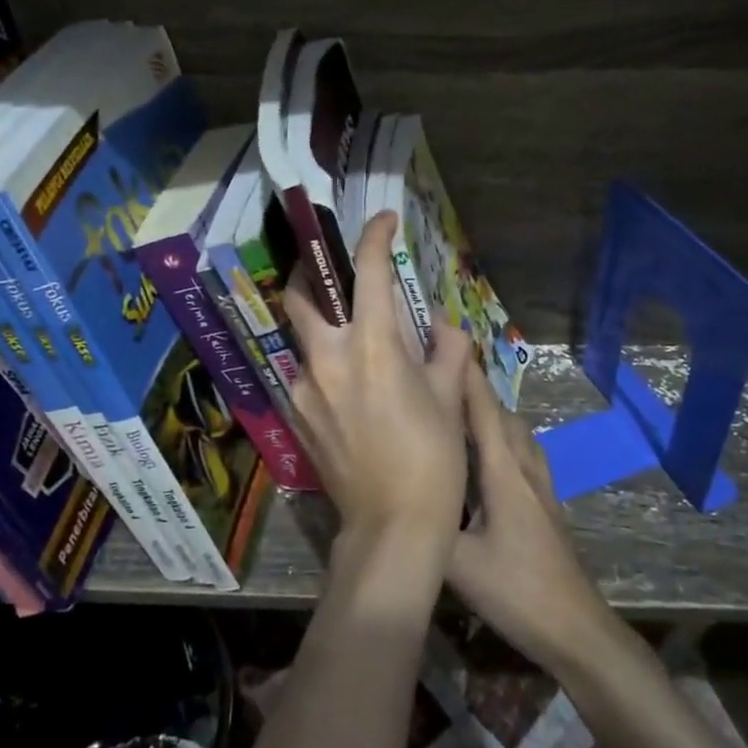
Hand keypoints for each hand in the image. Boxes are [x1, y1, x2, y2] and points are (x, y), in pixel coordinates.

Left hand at [282, 211, 473, 573]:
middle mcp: (328, 358)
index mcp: (373, 347)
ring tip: (353, 337)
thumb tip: (444, 327)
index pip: (369, 272)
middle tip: (334, 265)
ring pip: (303, 335)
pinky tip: (349, 387)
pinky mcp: (296, 415)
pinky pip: (306, 373)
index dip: (375, 236)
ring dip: (323, 322)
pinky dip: (325, 363)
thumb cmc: (433, 461)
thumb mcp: (451, 400)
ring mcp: (304, 388)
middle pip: (302, 293)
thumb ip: (448, 352)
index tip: (383, 220)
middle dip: (314, 268)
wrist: (391, 528)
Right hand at [450, 366, 613, 672]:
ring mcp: (539, 485)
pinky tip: (486, 454)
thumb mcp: (459, 563)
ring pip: (514, 432)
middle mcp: (524, 468)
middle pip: (499, 414)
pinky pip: (521, 452)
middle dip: (472, 389)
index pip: (482, 411)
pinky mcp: (544, 503)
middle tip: (437, 376)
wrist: (575, 628)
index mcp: (503, 472)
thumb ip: (426, 526)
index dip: (465, 376)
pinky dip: (501, 437)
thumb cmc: (517, 590)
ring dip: (489, 412)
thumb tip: (390, 496)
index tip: (443, 344)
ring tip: (456, 409)